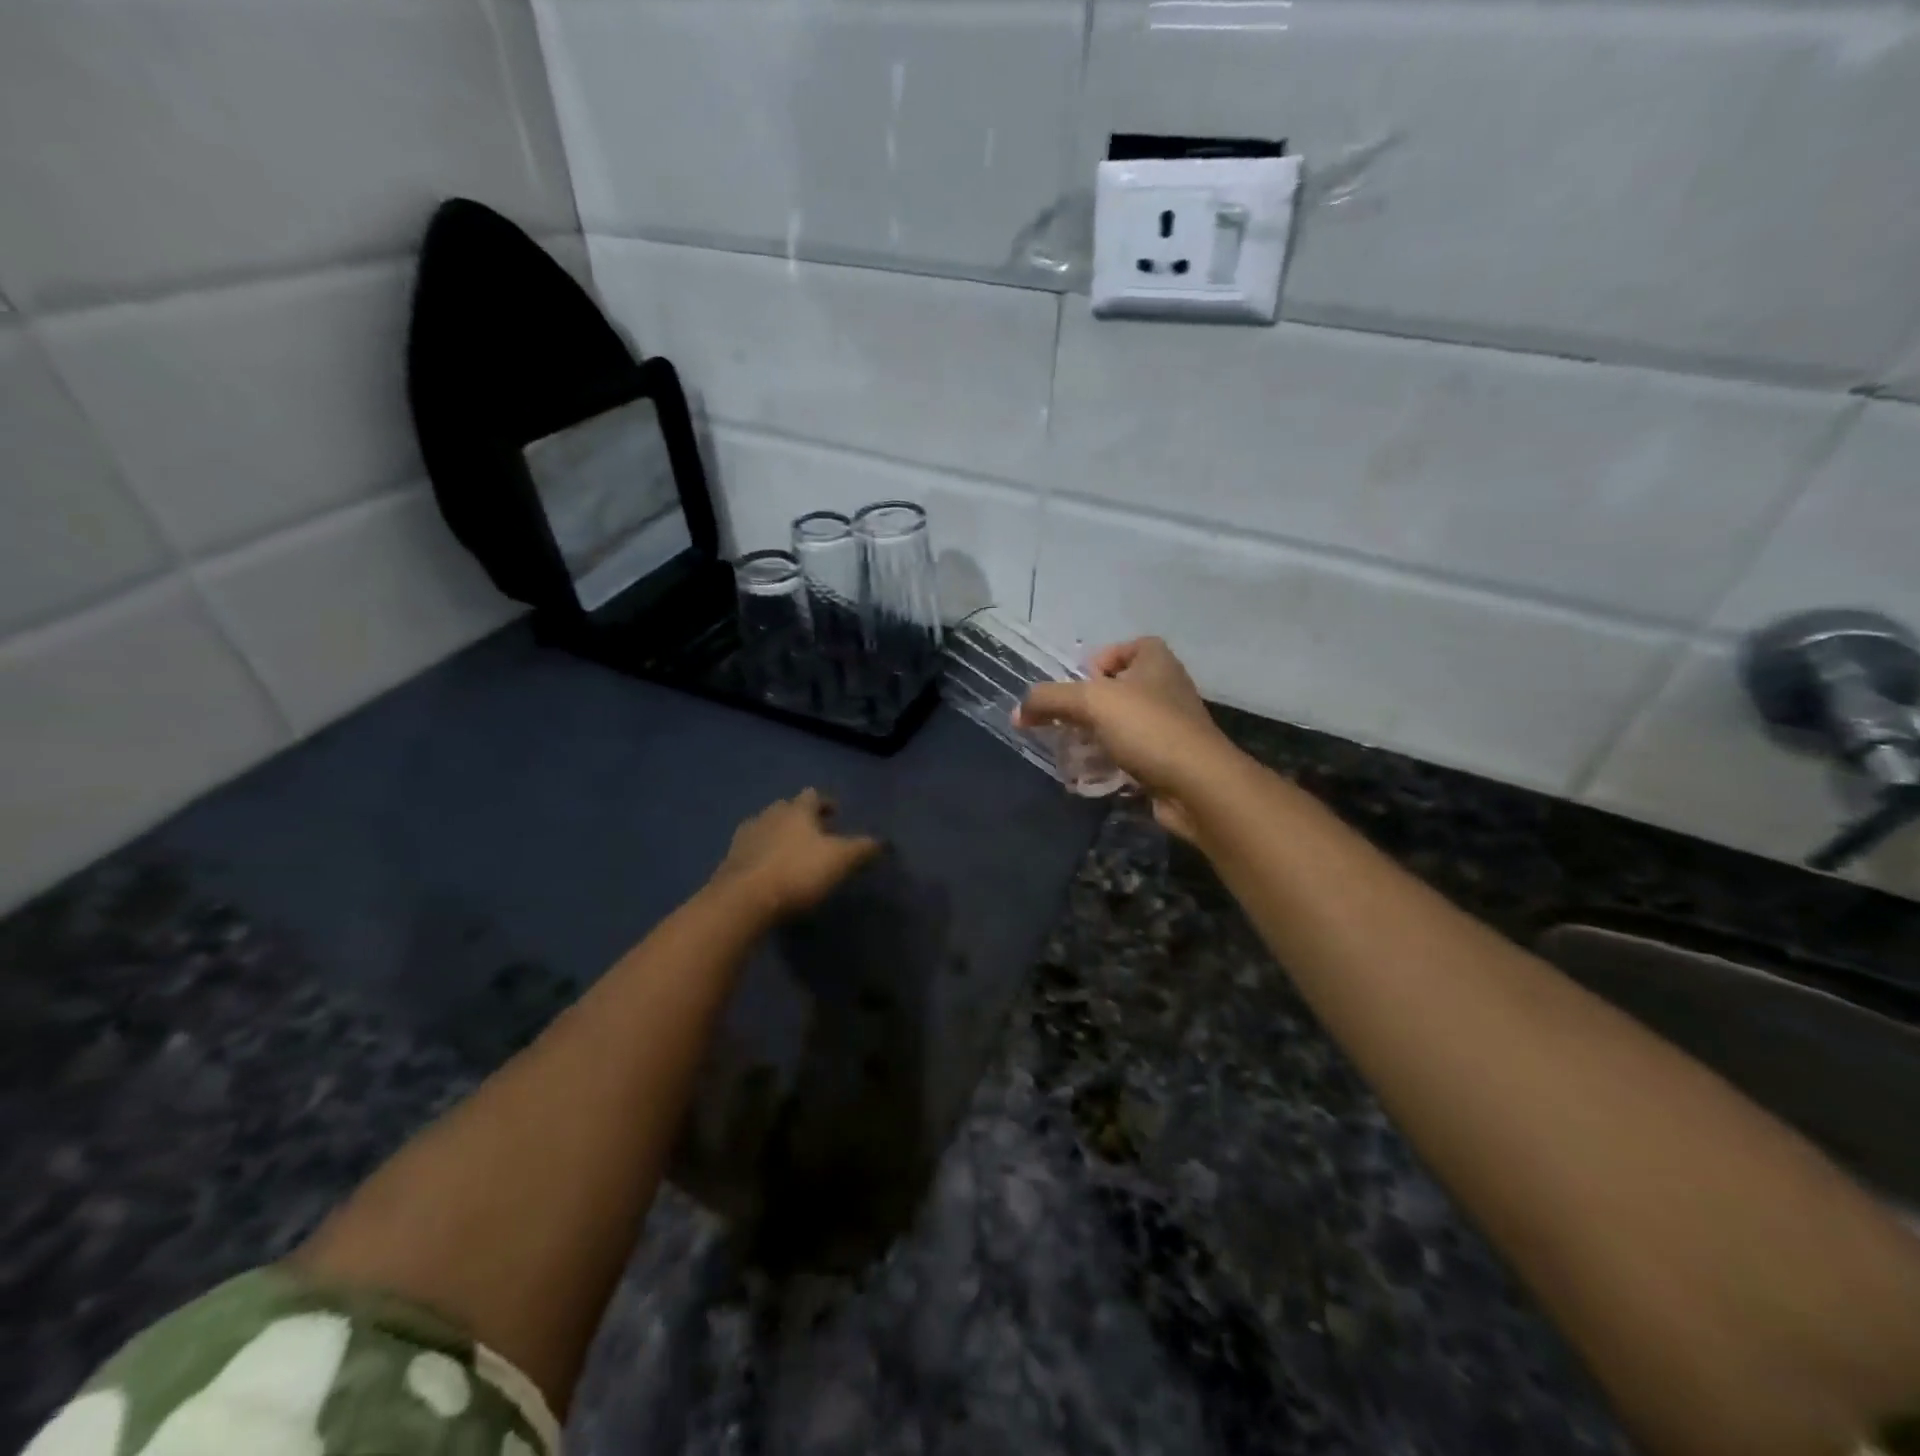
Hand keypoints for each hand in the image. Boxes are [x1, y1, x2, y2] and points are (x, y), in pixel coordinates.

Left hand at [711, 789, 882, 919]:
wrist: (743, 900)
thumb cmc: (797, 872)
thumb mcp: (840, 860)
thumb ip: (862, 848)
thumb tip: (884, 841)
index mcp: (796, 810)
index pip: (812, 796)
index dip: (824, 803)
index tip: (835, 813)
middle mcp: (768, 815)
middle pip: (786, 808)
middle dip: (800, 818)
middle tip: (814, 833)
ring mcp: (745, 837)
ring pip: (765, 827)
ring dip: (778, 835)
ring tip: (791, 852)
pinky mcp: (729, 861)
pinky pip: (750, 851)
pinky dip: (761, 855)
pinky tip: (768, 871)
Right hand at [1016, 638, 1239, 840]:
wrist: (1197, 785)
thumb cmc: (1147, 728)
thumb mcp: (1091, 702)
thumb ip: (1050, 700)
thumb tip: (1018, 712)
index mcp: (1157, 663)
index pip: (1133, 646)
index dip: (1105, 658)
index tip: (1082, 680)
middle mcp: (1167, 690)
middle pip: (1123, 689)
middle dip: (1091, 706)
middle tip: (1066, 721)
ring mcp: (1171, 729)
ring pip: (1125, 726)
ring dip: (1097, 738)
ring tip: (1073, 753)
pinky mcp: (1169, 763)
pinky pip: (1133, 757)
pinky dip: (1112, 765)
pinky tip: (1093, 778)